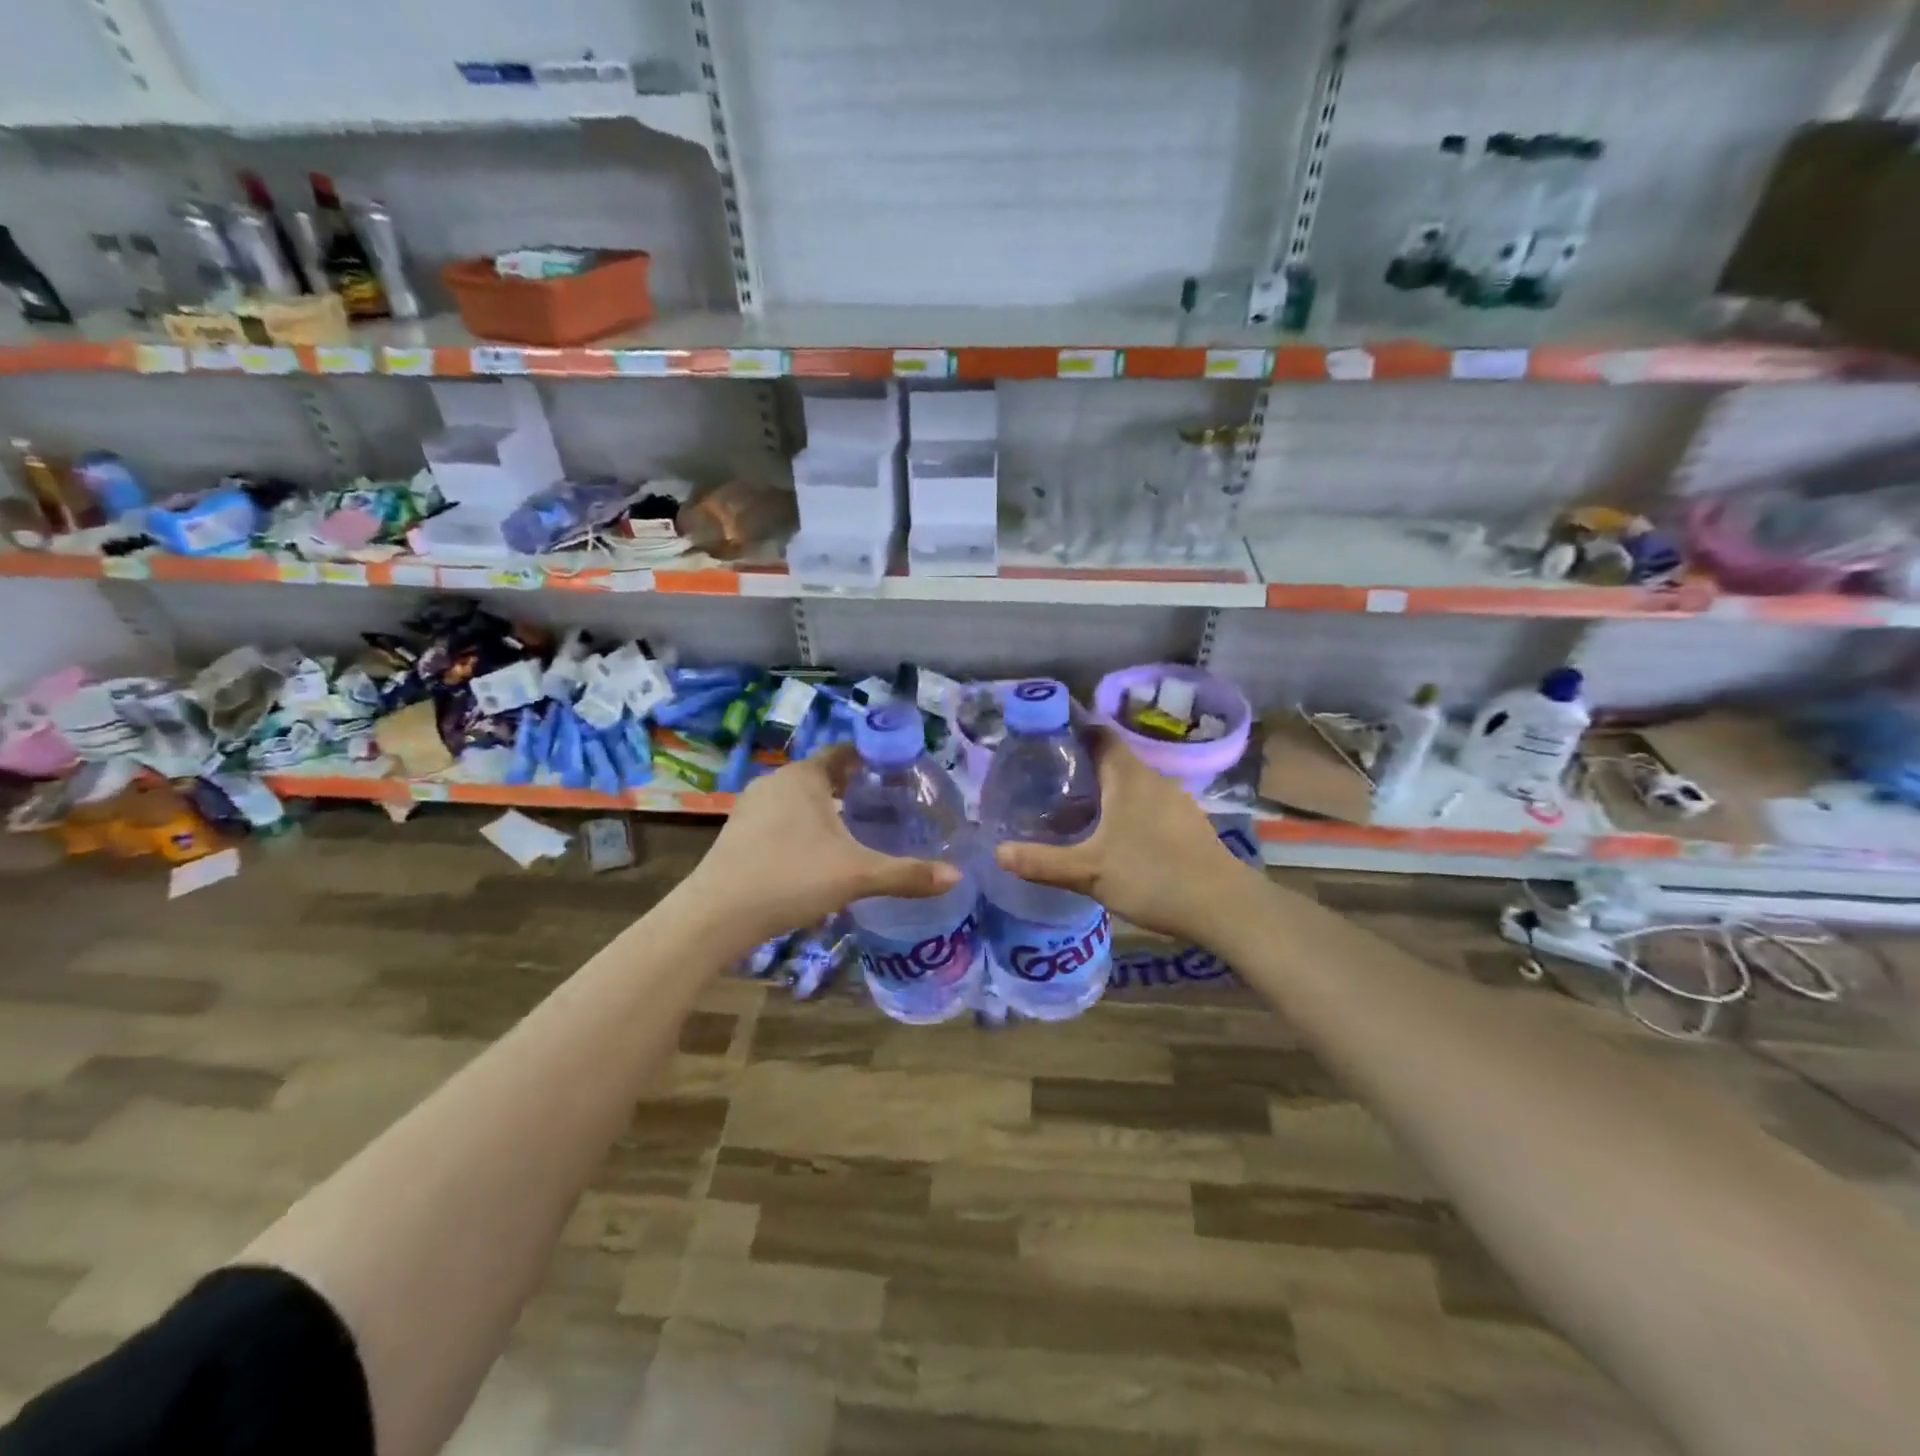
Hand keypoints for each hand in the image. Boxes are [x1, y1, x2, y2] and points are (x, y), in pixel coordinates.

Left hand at [677, 746, 961, 948]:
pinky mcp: (739, 833)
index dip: (874, 759)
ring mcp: (752, 807)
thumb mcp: (856, 875)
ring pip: (801, 798)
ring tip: (859, 828)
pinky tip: (818, 854)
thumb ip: (906, 874)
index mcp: (804, 777)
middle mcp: (776, 782)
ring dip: (828, 808)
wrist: (716, 915)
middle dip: (855, 787)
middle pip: (825, 775)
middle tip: (889, 804)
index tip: (901, 773)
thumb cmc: (790, 878)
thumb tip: (956, 876)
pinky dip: (804, 827)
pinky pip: (782, 818)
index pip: (846, 753)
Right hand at [992, 728, 1254, 942]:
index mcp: (1128, 776)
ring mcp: (1176, 801)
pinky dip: (1127, 810)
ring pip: (1132, 785)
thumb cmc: (1152, 876)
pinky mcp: (1188, 824)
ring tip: (1075, 810)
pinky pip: (1149, 805)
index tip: (1046, 739)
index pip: (1099, 734)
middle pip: (1114, 759)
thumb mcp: (1089, 872)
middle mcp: (1154, 779)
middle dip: (1083, 767)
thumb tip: (998, 852)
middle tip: (1049, 782)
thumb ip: (1043, 862)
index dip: (1074, 730)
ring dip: (1106, 792)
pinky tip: (1115, 837)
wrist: (1224, 906)